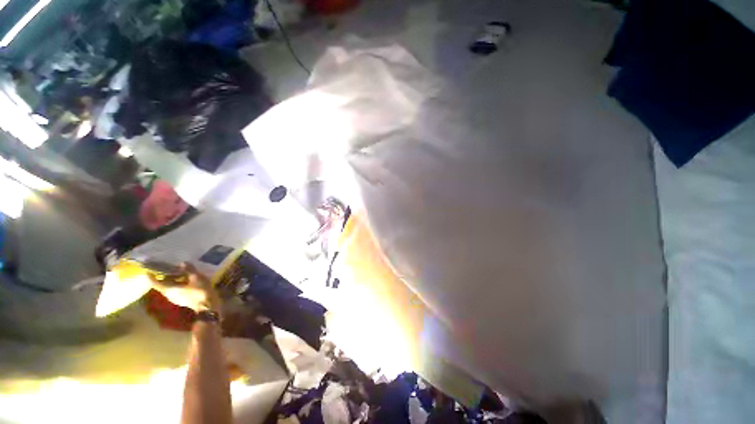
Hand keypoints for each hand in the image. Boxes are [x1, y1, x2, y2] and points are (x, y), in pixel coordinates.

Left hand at [149, 263, 220, 312]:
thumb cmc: (200, 291)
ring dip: (173, 279)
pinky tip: (187, 280)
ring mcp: (175, 298)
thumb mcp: (196, 277)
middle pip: (162, 284)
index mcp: (168, 288)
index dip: (151, 275)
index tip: (150, 269)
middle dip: (166, 275)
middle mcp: (168, 294)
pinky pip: (175, 290)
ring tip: (181, 272)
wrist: (208, 306)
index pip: (154, 282)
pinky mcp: (181, 300)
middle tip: (171, 267)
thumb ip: (189, 270)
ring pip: (169, 287)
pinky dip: (178, 284)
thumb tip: (182, 263)